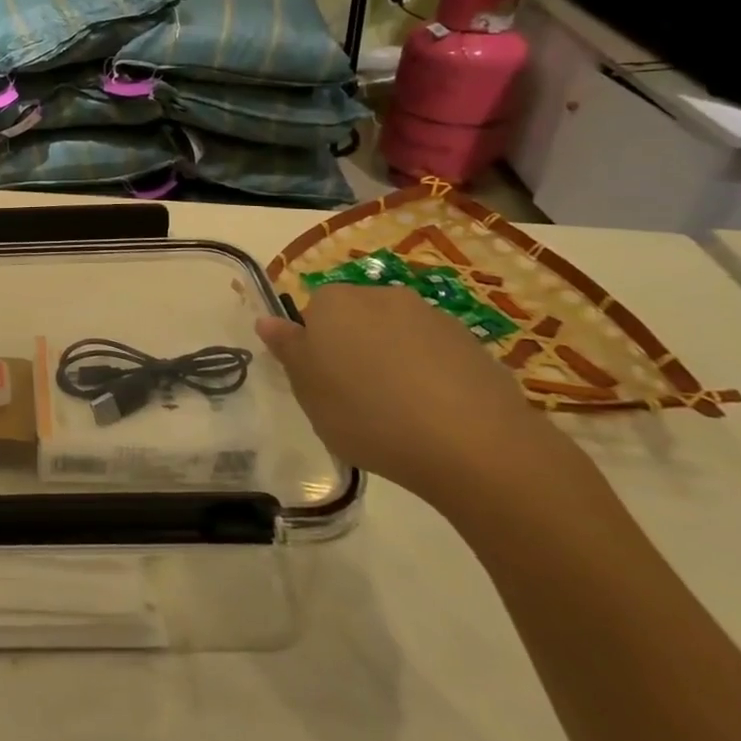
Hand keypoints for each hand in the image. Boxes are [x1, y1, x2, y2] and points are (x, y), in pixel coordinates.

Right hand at [256, 283, 579, 511]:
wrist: (473, 444)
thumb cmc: (368, 415)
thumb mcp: (308, 391)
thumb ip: (288, 350)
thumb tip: (267, 320)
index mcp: (333, 302)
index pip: (312, 314)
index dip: (315, 350)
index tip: (322, 385)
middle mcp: (380, 295)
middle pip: (355, 320)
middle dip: (353, 350)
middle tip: (354, 399)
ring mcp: (431, 317)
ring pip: (396, 336)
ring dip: (392, 362)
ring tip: (399, 413)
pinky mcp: (472, 344)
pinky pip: (435, 356)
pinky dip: (430, 377)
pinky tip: (434, 416)